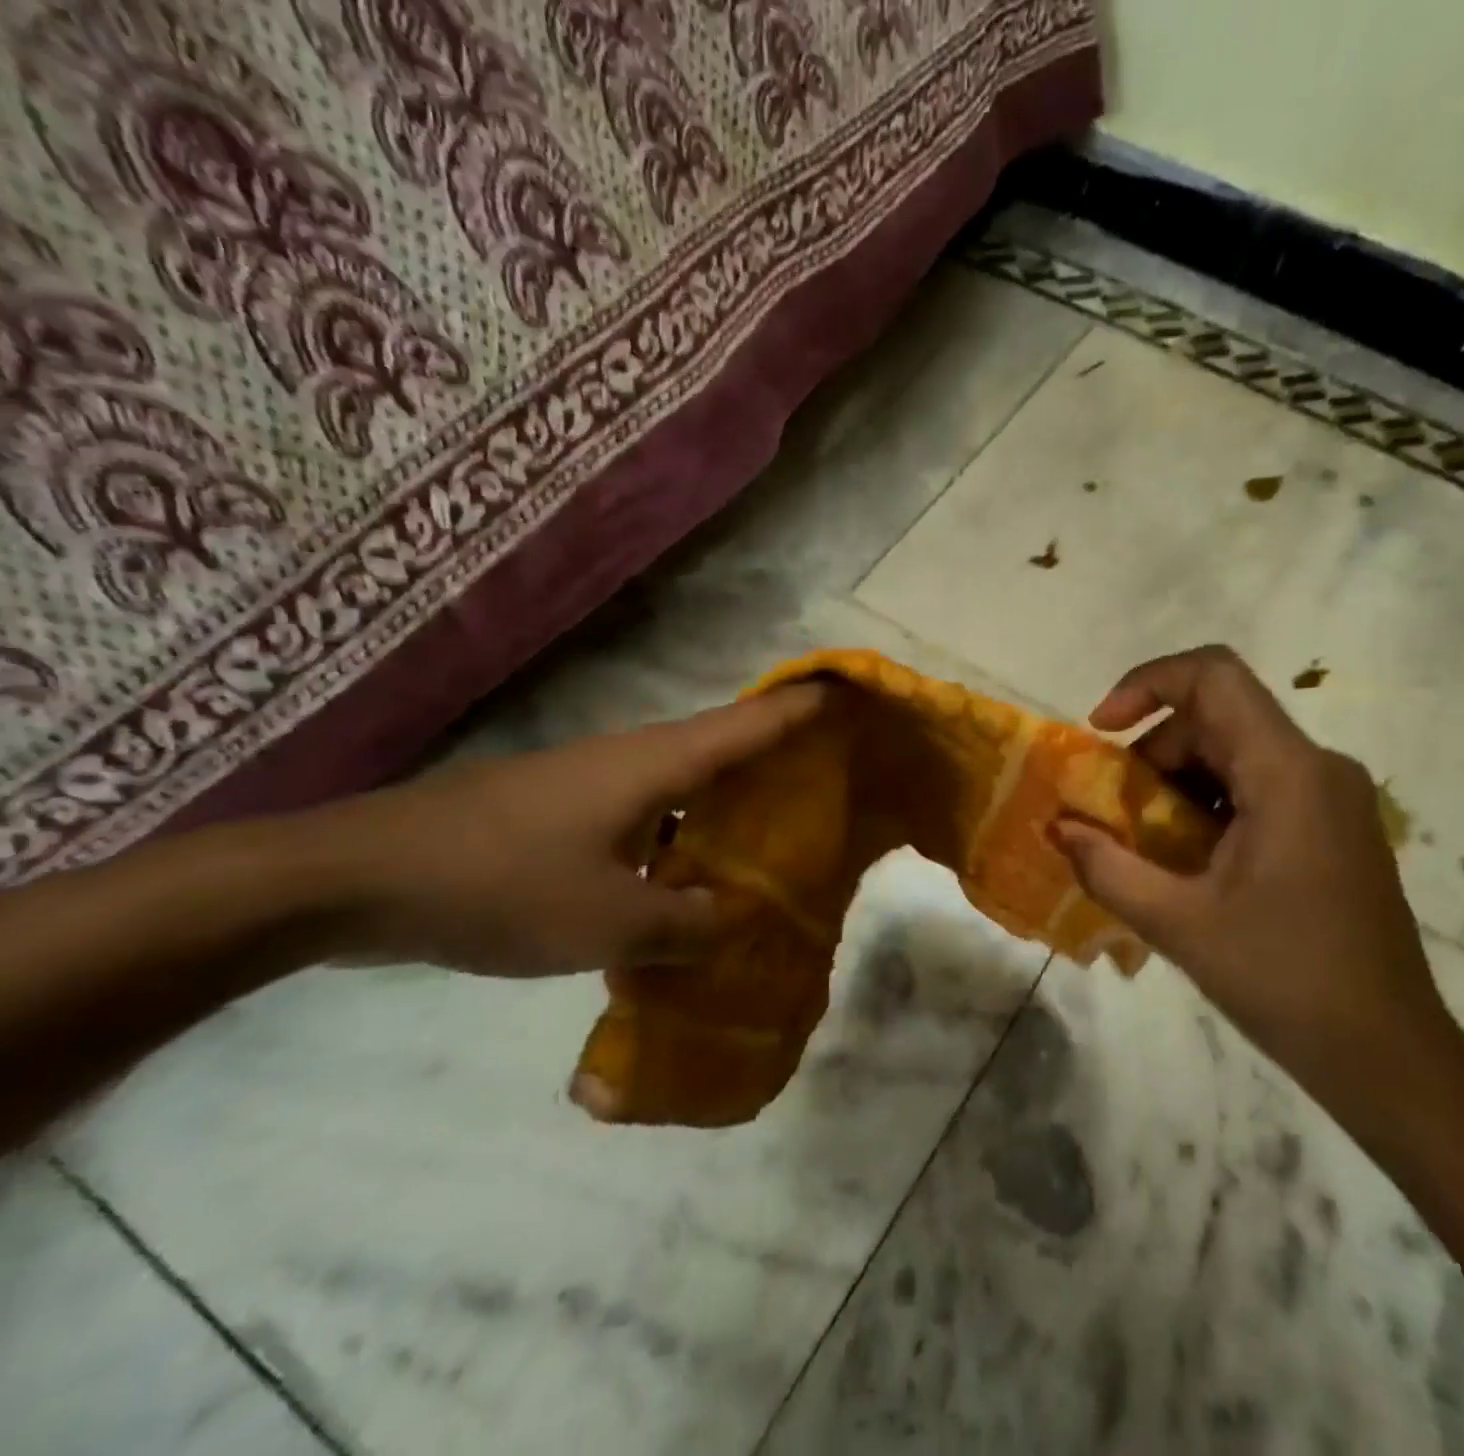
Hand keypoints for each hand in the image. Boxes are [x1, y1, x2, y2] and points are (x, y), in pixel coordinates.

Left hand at [307, 685, 824, 976]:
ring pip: (685, 782)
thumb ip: (688, 924)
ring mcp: (594, 783)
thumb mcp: (610, 921)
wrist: (357, 880)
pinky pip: (649, 812)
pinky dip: (684, 832)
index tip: (853, 694)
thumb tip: (736, 921)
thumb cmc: (501, 884)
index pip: (750, 723)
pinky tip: (690, 873)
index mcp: (655, 764)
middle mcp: (632, 759)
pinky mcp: (564, 811)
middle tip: (833, 772)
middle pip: (724, 744)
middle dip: (780, 752)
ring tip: (777, 827)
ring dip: (731, 798)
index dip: (803, 707)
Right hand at [1053, 646, 1455, 1109]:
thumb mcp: (1179, 924)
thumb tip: (1058, 829)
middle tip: (1113, 812)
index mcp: (1287, 774)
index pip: (1214, 676)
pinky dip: (1208, 804)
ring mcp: (1331, 797)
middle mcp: (1317, 767)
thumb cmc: (1285, 982)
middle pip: (1218, 717)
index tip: (1100, 731)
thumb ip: (1108, 868)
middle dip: (1152, 751)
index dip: (1146, 684)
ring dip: (1176, 781)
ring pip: (1235, 751)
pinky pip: (1257, 786)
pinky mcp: (1333, 826)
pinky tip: (1187, 861)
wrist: (1388, 1055)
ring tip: (1144, 843)